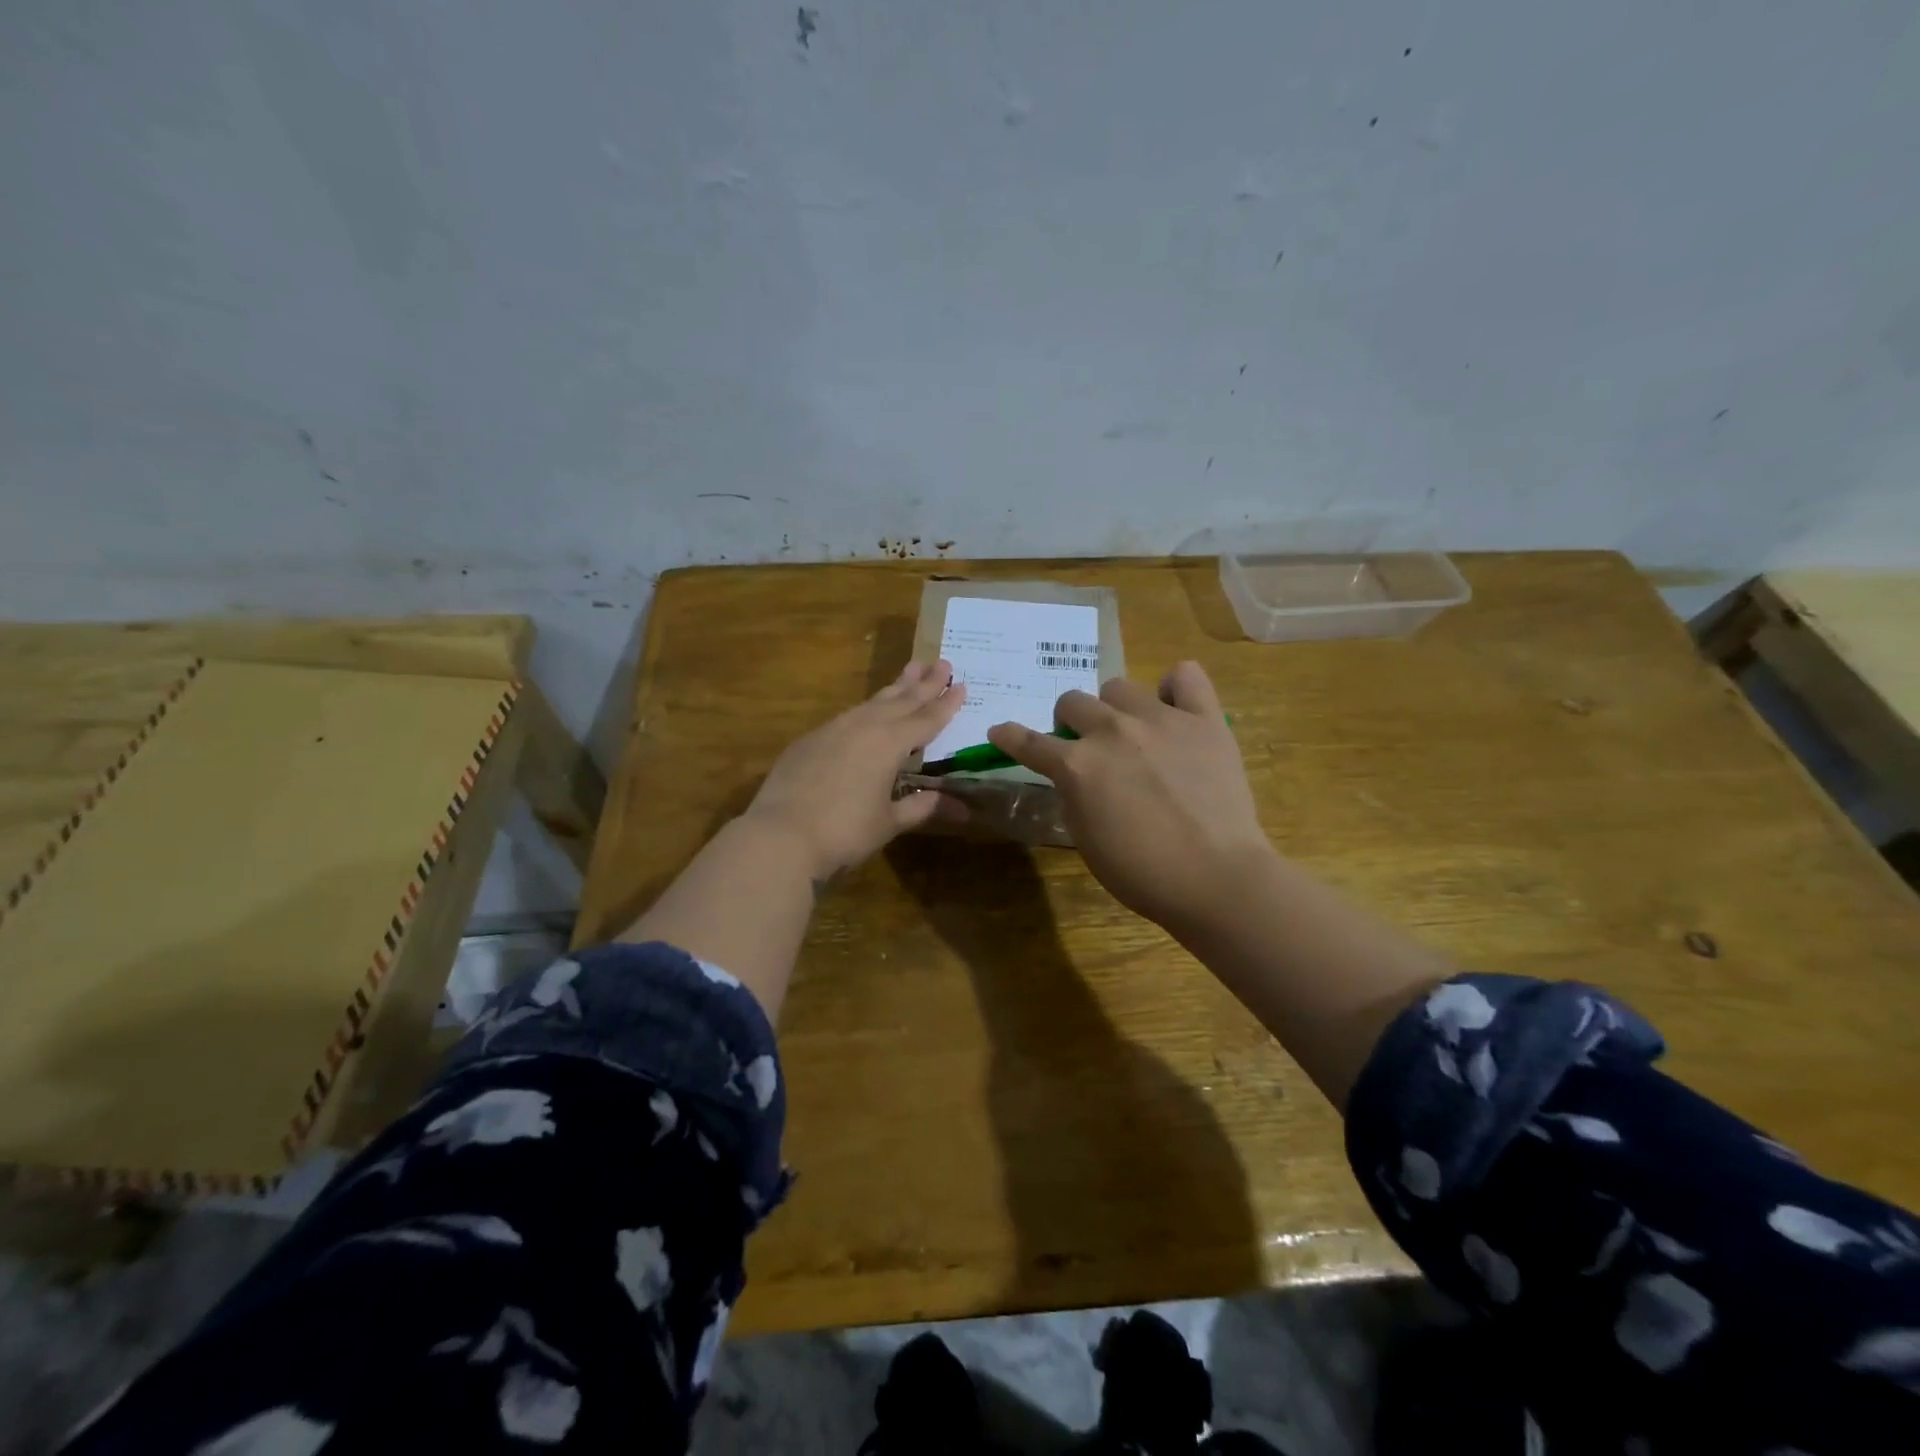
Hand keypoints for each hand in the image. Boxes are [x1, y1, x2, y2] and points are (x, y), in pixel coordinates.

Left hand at [741, 660, 967, 881]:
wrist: (781, 834)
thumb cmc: (844, 831)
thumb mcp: (889, 822)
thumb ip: (921, 807)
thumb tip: (960, 807)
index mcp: (890, 743)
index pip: (926, 719)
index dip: (946, 704)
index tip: (961, 685)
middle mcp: (864, 726)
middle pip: (901, 700)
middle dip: (924, 683)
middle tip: (942, 662)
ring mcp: (834, 729)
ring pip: (873, 702)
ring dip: (895, 688)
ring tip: (910, 670)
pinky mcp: (810, 739)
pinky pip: (849, 715)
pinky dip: (867, 708)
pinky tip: (868, 711)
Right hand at [986, 661, 1272, 933]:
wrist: (1216, 878)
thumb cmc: (1143, 872)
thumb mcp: (1085, 839)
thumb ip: (1072, 795)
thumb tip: (1074, 775)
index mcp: (1078, 766)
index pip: (1029, 742)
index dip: (1010, 737)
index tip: (1000, 732)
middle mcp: (1112, 731)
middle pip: (1073, 702)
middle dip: (1071, 723)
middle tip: (1086, 746)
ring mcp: (1160, 719)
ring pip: (1119, 687)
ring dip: (1115, 708)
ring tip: (1132, 732)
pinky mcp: (1203, 719)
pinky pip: (1185, 676)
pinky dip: (1174, 689)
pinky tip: (1174, 710)